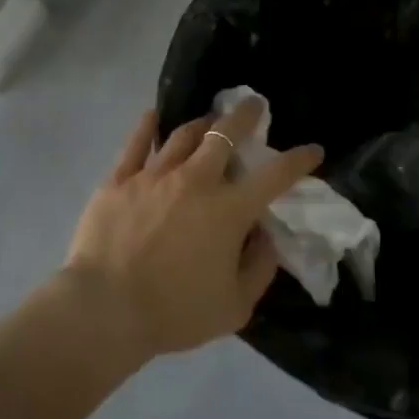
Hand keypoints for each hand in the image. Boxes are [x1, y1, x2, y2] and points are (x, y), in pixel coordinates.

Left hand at [63, 101, 323, 364]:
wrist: (105, 308)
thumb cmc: (175, 312)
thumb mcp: (234, 306)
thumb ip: (259, 268)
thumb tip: (267, 237)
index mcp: (229, 210)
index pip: (274, 176)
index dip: (298, 160)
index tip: (312, 150)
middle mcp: (195, 180)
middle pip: (225, 134)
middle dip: (245, 116)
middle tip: (253, 106)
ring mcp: (154, 175)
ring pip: (183, 135)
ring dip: (202, 124)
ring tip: (209, 120)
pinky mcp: (120, 179)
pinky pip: (136, 144)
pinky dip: (147, 126)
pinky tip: (152, 116)